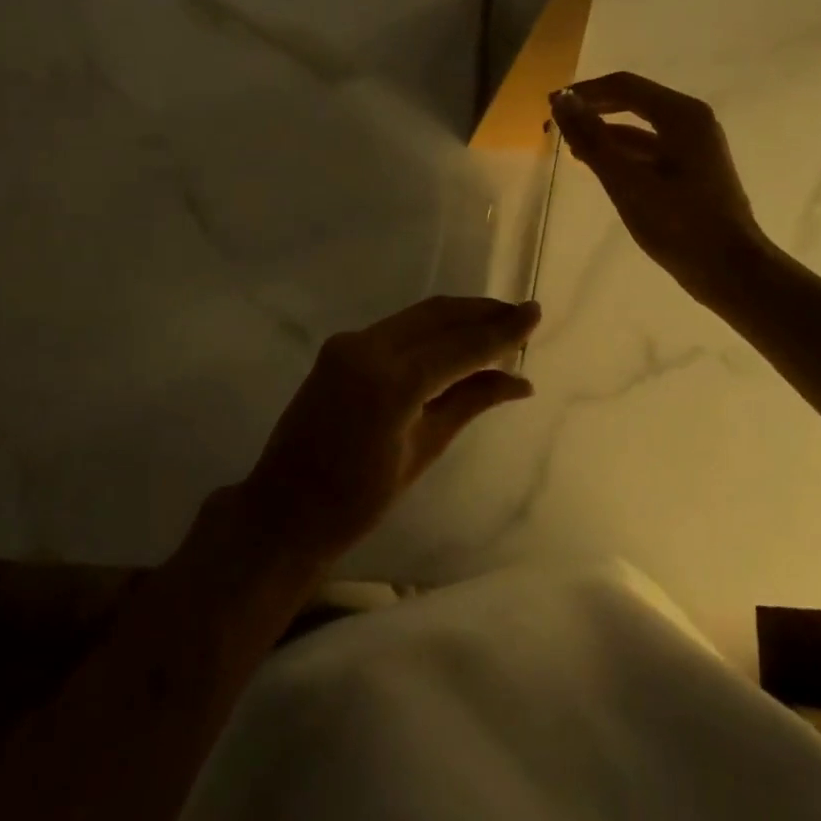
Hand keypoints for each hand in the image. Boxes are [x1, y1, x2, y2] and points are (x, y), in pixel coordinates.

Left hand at [241, 297, 540, 567]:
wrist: (284, 508)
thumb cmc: (357, 500)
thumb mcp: (422, 451)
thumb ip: (469, 402)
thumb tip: (520, 380)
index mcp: (391, 382)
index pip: (460, 346)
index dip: (502, 330)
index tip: (535, 312)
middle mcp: (368, 348)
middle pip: (438, 316)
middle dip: (482, 312)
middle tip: (521, 314)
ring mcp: (349, 343)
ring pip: (418, 316)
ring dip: (458, 317)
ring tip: (497, 323)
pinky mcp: (340, 346)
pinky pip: (397, 328)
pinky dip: (431, 329)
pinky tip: (455, 338)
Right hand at [550, 72, 774, 309]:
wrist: (731, 271)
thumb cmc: (679, 224)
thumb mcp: (627, 181)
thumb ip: (592, 139)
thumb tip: (562, 101)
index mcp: (681, 115)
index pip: (624, 86)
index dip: (584, 92)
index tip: (551, 105)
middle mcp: (690, 121)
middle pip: (633, 101)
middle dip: (593, 109)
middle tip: (556, 123)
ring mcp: (694, 146)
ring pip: (640, 128)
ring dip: (604, 132)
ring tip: (570, 146)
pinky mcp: (691, 170)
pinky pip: (649, 149)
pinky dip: (622, 152)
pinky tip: (599, 165)